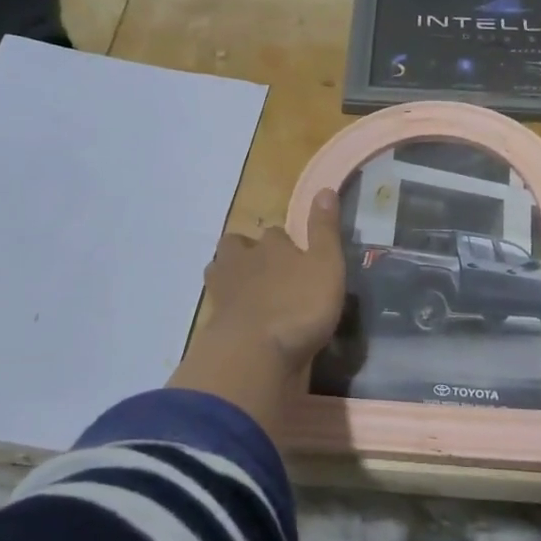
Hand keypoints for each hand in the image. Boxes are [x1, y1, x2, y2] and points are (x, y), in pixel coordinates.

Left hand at [200, 189, 346, 367]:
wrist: (255, 352)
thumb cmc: (300, 305)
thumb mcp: (326, 265)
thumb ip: (324, 230)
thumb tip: (324, 188)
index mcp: (272, 245)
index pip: (276, 233)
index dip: (285, 243)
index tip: (296, 256)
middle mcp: (243, 259)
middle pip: (238, 245)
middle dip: (248, 251)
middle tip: (265, 269)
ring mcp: (223, 289)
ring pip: (221, 270)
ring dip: (232, 275)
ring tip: (248, 290)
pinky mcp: (214, 319)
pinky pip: (218, 304)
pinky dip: (227, 306)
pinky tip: (239, 317)